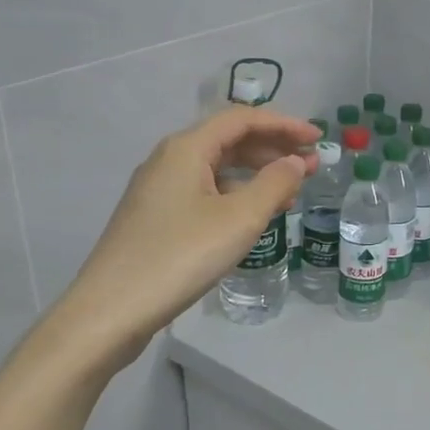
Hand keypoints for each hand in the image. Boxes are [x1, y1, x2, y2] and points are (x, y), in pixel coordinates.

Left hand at [56, 107, 318, 368]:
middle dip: (273, 149)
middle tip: (310, 167)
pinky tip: (252, 217)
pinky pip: (204, 192)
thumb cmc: (180, 256)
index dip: (284, 124)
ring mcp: (158, 189)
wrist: (111, 310)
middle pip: (228, 140)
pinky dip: (234, 196)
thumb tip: (295, 162)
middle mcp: (169, 159)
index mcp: (186, 148)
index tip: (318, 139)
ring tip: (290, 194)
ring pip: (216, 168)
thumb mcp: (238, 220)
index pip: (242, 119)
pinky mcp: (155, 217)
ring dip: (256, 174)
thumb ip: (274, 185)